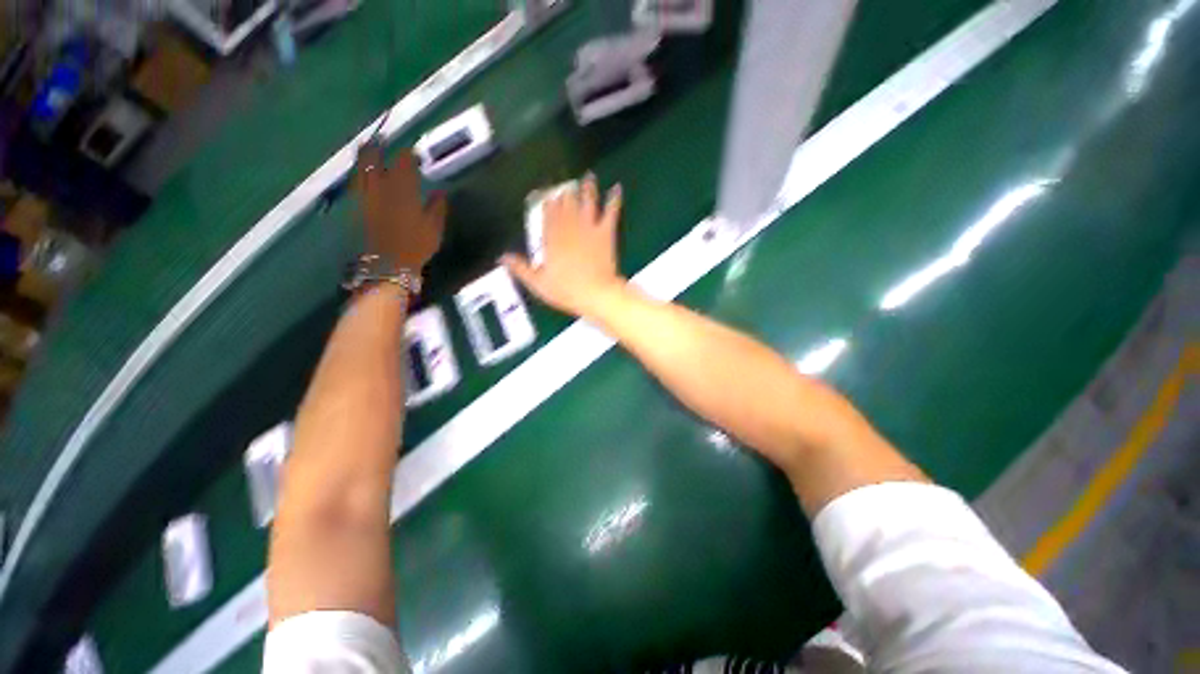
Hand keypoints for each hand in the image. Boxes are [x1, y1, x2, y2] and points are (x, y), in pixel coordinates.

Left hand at [353, 141, 446, 269]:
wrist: (387, 264)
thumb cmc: (416, 245)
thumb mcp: (434, 228)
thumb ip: (437, 207)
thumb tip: (439, 192)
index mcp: (403, 187)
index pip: (404, 160)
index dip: (409, 154)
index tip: (414, 154)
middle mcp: (380, 184)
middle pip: (373, 156)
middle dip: (377, 146)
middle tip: (382, 140)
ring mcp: (364, 193)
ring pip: (360, 167)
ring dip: (364, 156)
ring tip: (367, 150)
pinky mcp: (353, 205)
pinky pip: (354, 181)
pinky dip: (358, 174)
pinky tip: (361, 175)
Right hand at [502, 175, 625, 318]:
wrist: (596, 293)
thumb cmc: (566, 291)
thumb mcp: (538, 283)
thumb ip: (521, 268)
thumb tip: (503, 258)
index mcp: (552, 240)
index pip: (547, 216)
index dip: (546, 204)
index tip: (544, 194)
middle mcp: (569, 229)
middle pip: (565, 206)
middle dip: (564, 193)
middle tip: (564, 182)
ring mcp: (588, 229)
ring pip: (586, 203)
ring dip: (587, 189)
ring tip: (588, 176)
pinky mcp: (605, 233)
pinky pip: (610, 213)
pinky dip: (614, 200)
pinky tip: (617, 189)